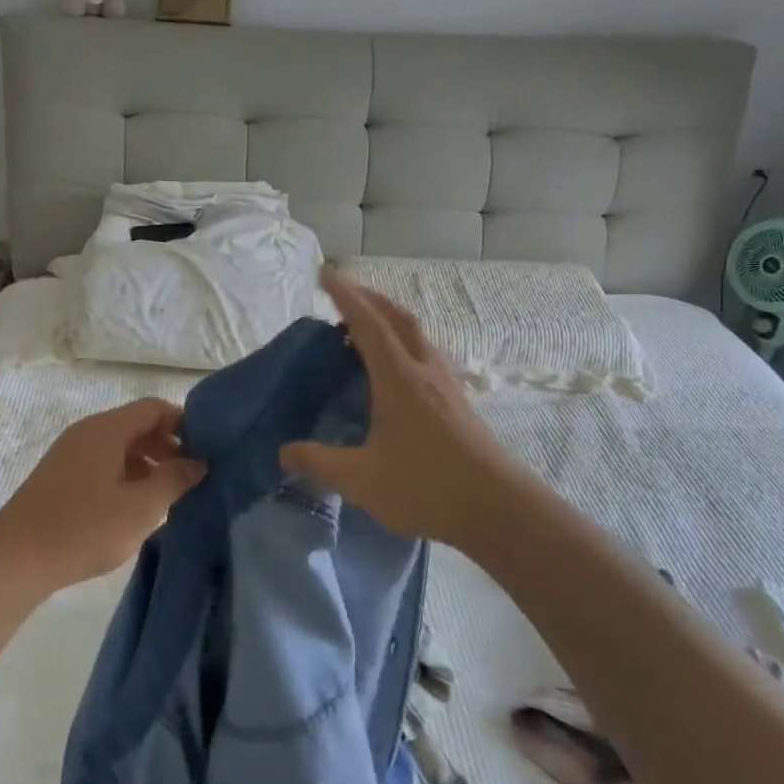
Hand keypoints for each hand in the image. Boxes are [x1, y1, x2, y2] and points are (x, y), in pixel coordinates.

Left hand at [0, 397, 205, 592]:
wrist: (14, 560)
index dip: (183, 422)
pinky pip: (103, 463)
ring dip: (148, 464)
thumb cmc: (82, 529)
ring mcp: (71, 454)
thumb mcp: (139, 508)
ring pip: (120, 447)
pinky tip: (136, 507)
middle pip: (137, 425)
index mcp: (106, 429)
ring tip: (169, 496)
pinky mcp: (61, 477)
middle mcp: (87, 432)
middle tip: (192, 476)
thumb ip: (173, 480)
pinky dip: (126, 475)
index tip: (207, 449)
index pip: (154, 408)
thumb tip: (199, 461)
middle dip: (168, 446)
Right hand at [281, 272, 533, 549]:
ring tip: (363, 327)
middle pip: (397, 317)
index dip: (344, 295)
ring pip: (416, 333)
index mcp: (398, 377)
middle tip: (341, 293)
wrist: (499, 510)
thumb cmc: (427, 487)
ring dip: (388, 318)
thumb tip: (283, 452)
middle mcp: (424, 370)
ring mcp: (446, 384)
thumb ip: (319, 463)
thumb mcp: (361, 479)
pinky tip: (396, 367)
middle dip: (368, 298)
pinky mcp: (458, 401)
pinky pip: (425, 352)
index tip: (324, 273)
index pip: (367, 323)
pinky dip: (403, 341)